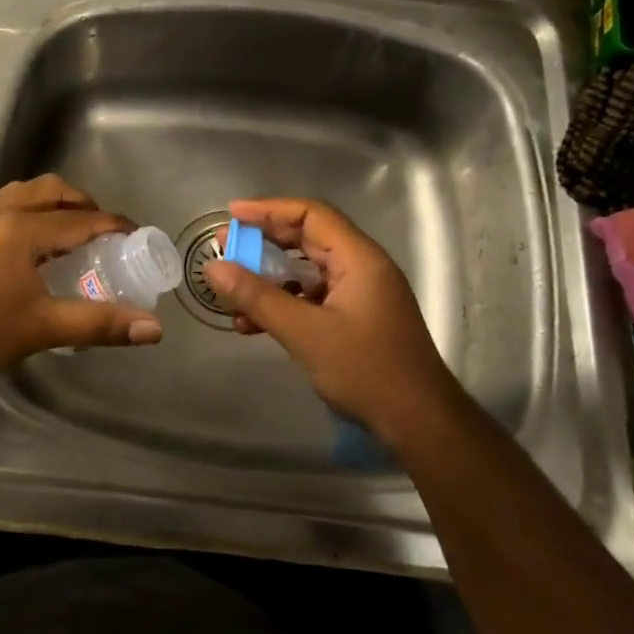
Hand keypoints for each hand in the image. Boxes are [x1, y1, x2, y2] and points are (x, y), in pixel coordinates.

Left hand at [0, 174, 164, 382]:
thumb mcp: (44, 328)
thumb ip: (100, 324)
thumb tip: (154, 328)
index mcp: (24, 230)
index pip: (81, 219)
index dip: (114, 225)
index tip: (138, 235)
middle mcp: (3, 215)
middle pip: (52, 191)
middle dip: (84, 205)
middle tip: (104, 233)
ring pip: (26, 193)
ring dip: (55, 203)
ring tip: (71, 231)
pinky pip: (8, 206)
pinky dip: (32, 211)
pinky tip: (34, 244)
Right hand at [201, 198, 456, 444]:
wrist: (420, 423)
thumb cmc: (367, 370)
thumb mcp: (305, 333)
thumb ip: (257, 297)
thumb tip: (213, 267)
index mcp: (359, 258)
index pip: (311, 215)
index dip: (269, 210)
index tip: (232, 214)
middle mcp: (362, 268)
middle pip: (308, 239)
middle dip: (264, 243)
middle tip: (225, 248)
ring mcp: (360, 295)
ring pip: (307, 272)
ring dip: (269, 278)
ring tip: (231, 290)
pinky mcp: (356, 319)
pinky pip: (312, 298)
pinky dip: (283, 304)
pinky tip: (252, 323)